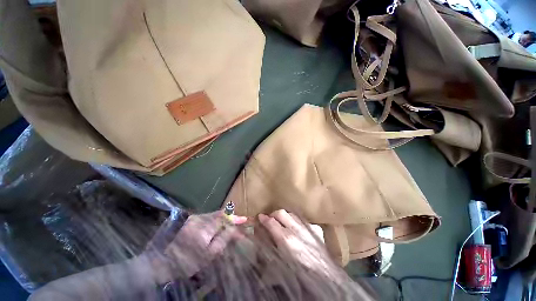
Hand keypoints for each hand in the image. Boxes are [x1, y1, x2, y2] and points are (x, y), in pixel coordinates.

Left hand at [146, 211, 247, 282]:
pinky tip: (214, 226)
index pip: (224, 219)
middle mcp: (199, 218)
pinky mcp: (187, 218)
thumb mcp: (208, 256)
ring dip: (221, 219)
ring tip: (228, 224)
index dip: (235, 218)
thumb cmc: (185, 263)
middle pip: (219, 214)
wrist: (158, 262)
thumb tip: (234, 229)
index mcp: (204, 228)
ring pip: (212, 215)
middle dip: (229, 217)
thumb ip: (222, 240)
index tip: (244, 219)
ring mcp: (192, 217)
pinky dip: (212, 220)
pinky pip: (205, 217)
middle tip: (238, 221)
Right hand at [258, 210, 337, 276]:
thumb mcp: (279, 266)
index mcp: (286, 240)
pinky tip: (297, 229)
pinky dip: (297, 222)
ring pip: (292, 214)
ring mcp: (307, 227)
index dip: (263, 219)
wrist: (325, 278)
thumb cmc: (299, 275)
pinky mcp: (316, 229)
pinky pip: (303, 220)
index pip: (271, 222)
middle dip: (273, 214)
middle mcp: (296, 230)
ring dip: (285, 216)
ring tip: (282, 222)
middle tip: (270, 219)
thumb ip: (269, 251)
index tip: (260, 217)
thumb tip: (261, 244)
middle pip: (281, 213)